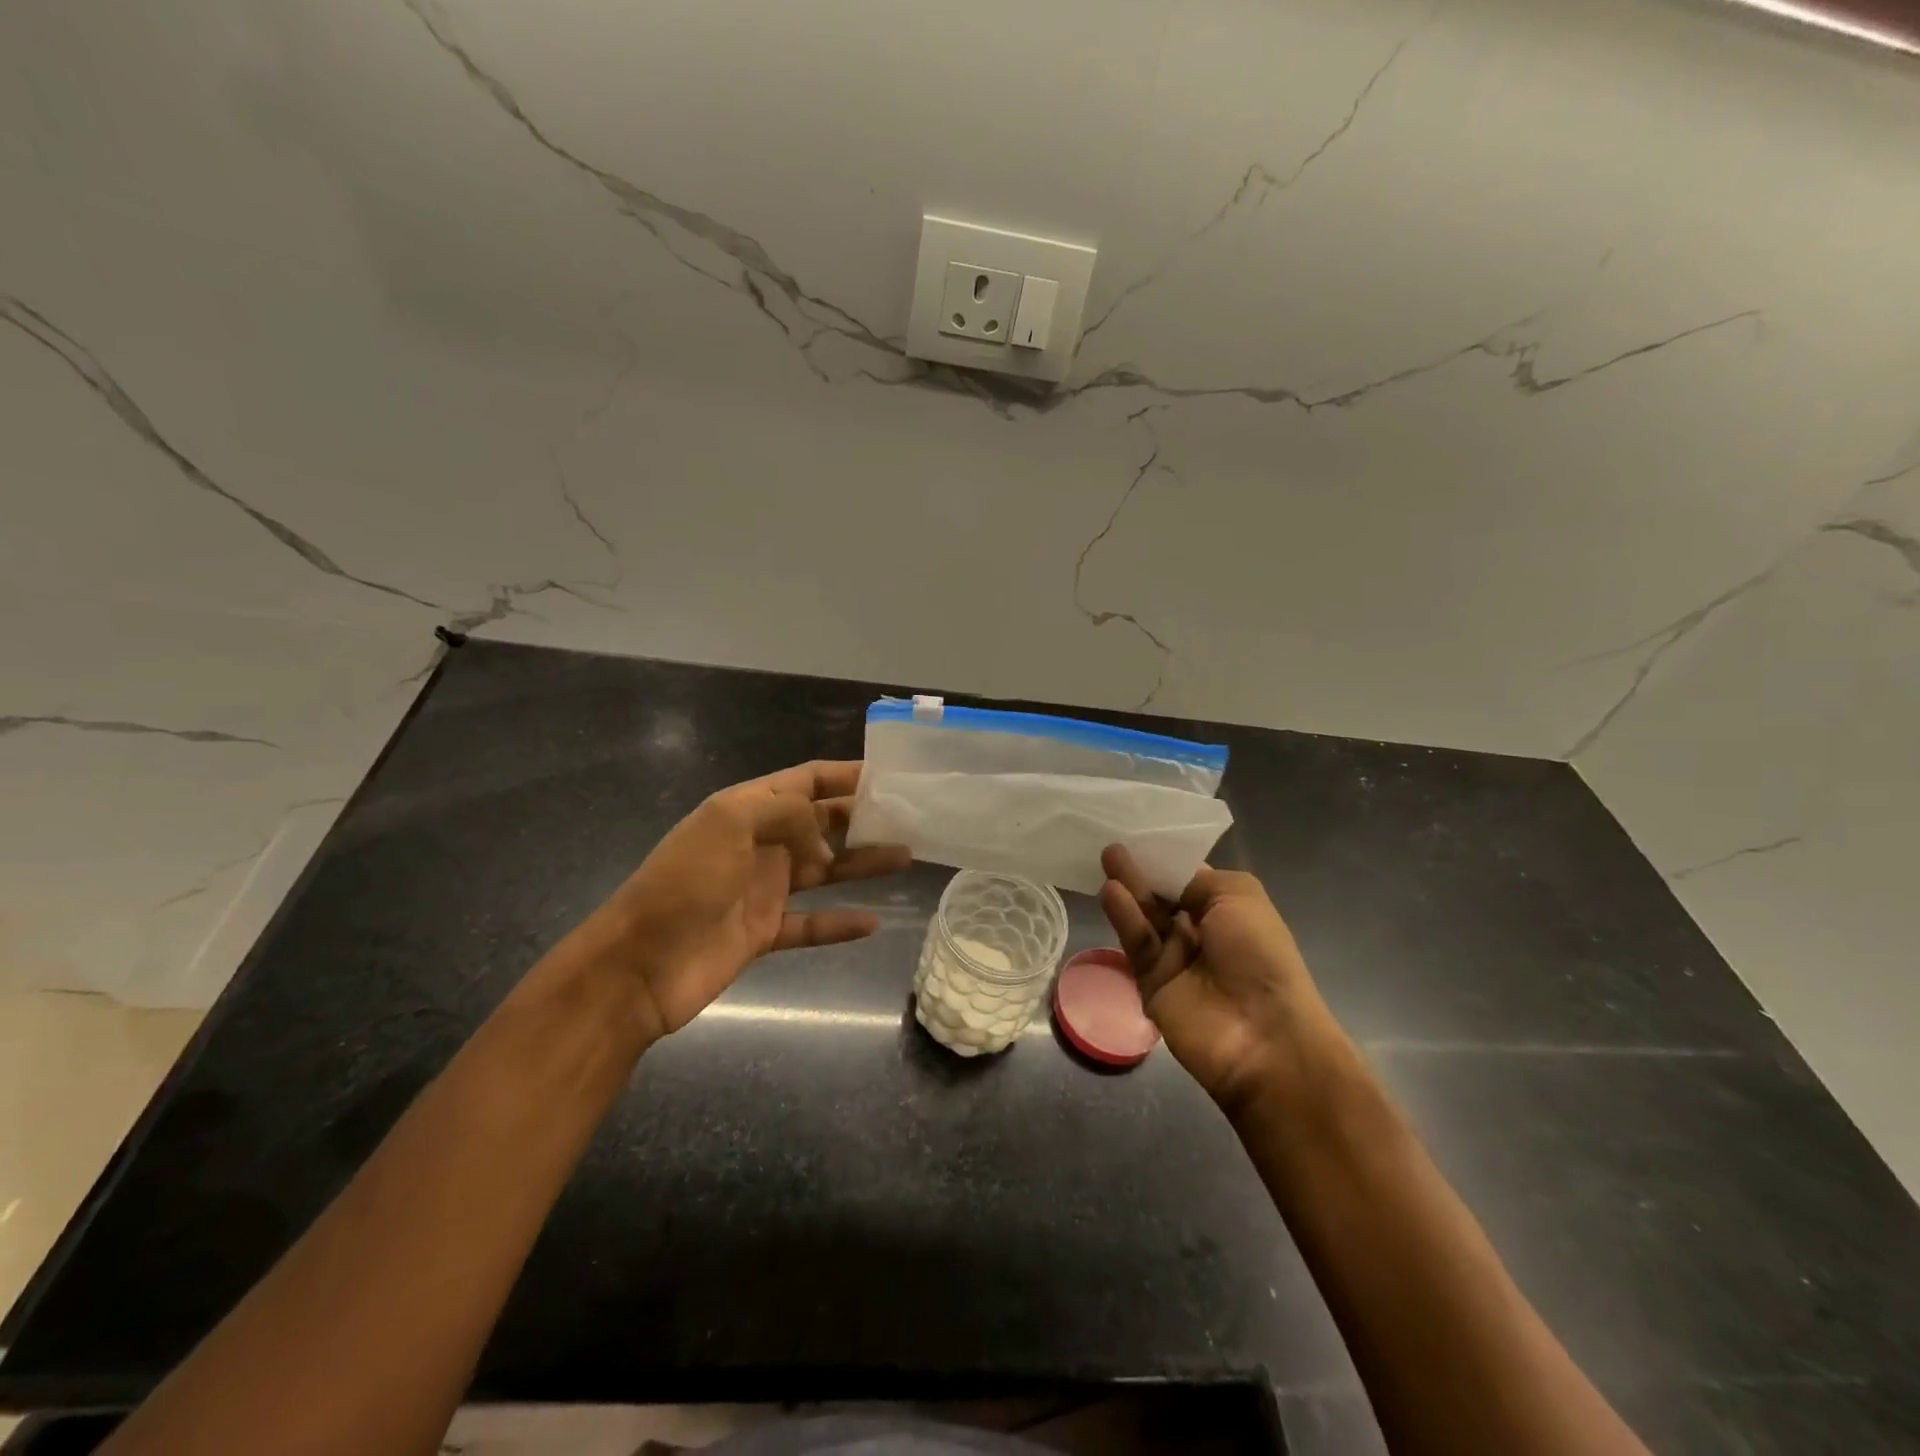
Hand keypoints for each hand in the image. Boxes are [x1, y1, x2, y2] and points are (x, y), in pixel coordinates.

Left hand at [577, 760, 910, 1043]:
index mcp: (748, 808)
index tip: (890, 775)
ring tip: (907, 856)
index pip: (806, 780)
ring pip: (825, 870)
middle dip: (863, 817)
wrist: (638, 965)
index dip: (845, 774)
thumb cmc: (684, 882)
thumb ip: (787, 814)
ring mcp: (763, 889)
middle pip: (821, 822)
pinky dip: (840, 923)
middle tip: (910, 817)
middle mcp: (760, 843)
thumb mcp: (730, 823)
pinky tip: (873, 922)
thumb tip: (826, 842)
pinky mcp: (764, 932)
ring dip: (863, 863)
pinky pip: (812, 924)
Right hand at [1098, 845, 1345, 1118]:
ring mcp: (1173, 958)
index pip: (1187, 878)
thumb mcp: (1238, 896)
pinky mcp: (1150, 982)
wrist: (1264, 1036)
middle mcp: (1198, 931)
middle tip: (1113, 846)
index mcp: (1226, 910)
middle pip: (1161, 895)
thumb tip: (1166, 875)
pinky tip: (1111, 892)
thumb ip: (1194, 878)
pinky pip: (1136, 944)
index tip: (1137, 833)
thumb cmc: (1261, 955)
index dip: (1164, 858)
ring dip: (1128, 888)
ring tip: (1107, 857)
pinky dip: (1124, 918)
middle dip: (1140, 870)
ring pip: (1144, 917)